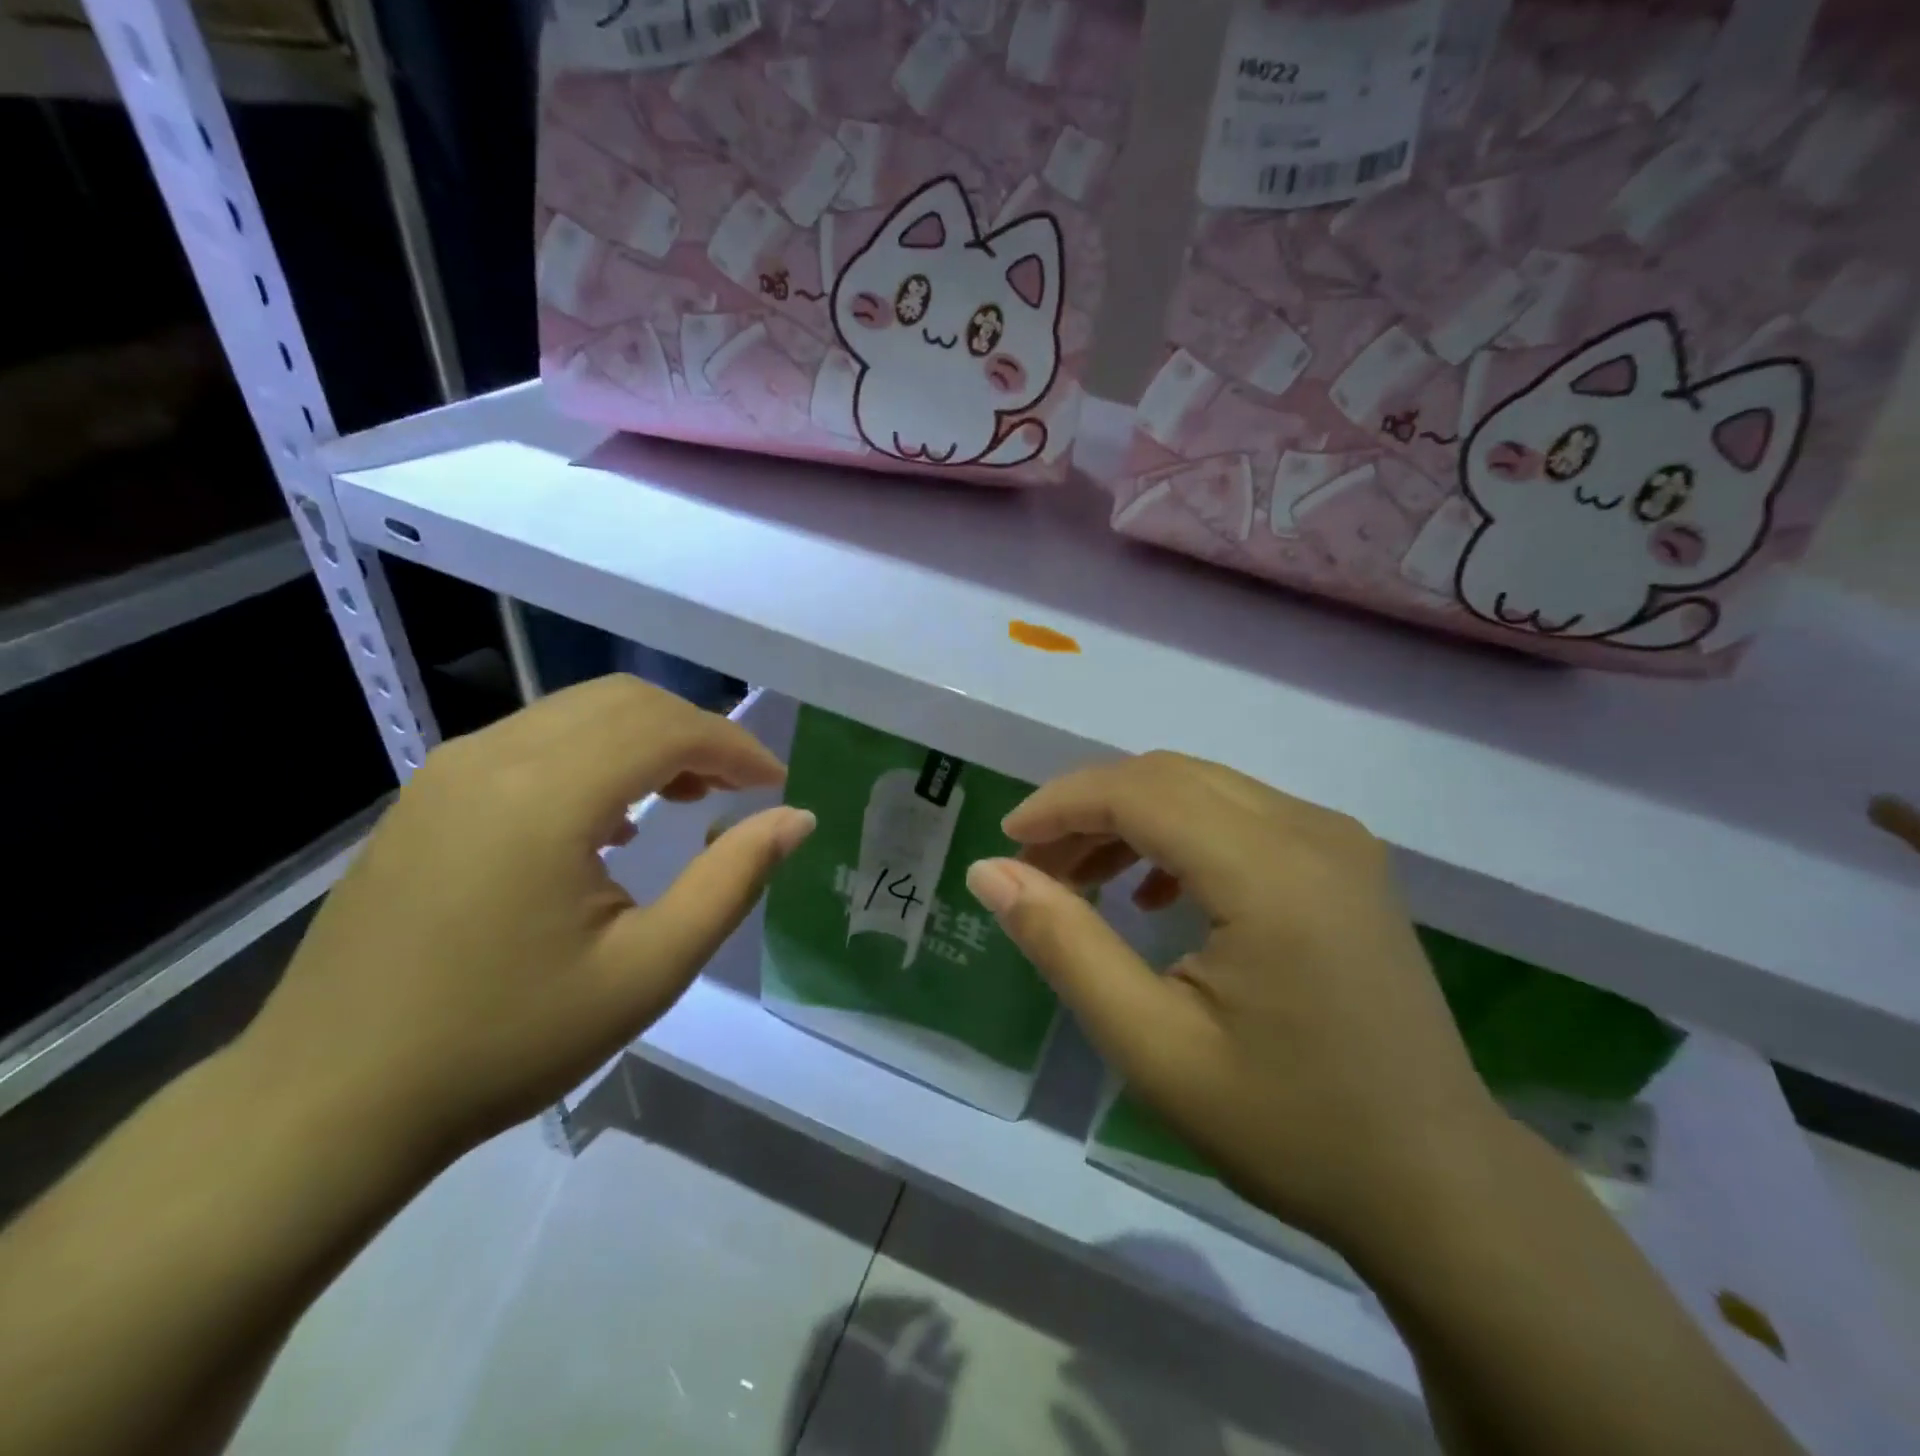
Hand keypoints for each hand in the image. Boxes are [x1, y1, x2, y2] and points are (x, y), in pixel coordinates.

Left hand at [235, 676, 814, 1167]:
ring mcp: (451, 769)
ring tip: (686, 798)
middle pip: (625, 701)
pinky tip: (610, 818)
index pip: (667, 728)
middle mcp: (494, 757)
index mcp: (546, 795)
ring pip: (579, 712)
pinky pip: (536, 739)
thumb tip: (796, 819)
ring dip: (647, 738)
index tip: (775, 786)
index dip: (735, 747)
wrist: (331, 1100)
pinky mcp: (430, 793)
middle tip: (738, 790)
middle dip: (697, 733)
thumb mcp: (648, 969)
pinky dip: (596, 753)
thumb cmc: (508, 1040)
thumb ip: (732, 881)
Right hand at [964, 752, 1500, 1248]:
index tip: (1008, 841)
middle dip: (1090, 808)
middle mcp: (1311, 830)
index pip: (1140, 792)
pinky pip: (1242, 814)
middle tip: (1036, 868)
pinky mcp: (1347, 861)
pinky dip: (1182, 832)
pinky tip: (1159, 893)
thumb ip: (1065, 945)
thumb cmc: (1288, 1126)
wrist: (1436, 1183)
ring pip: (1205, 788)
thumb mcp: (1152, 1046)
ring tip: (1084, 879)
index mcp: (1270, 872)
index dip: (1062, 804)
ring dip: (1133, 818)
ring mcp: (1339, 840)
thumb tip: (990, 871)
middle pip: (1170, 776)